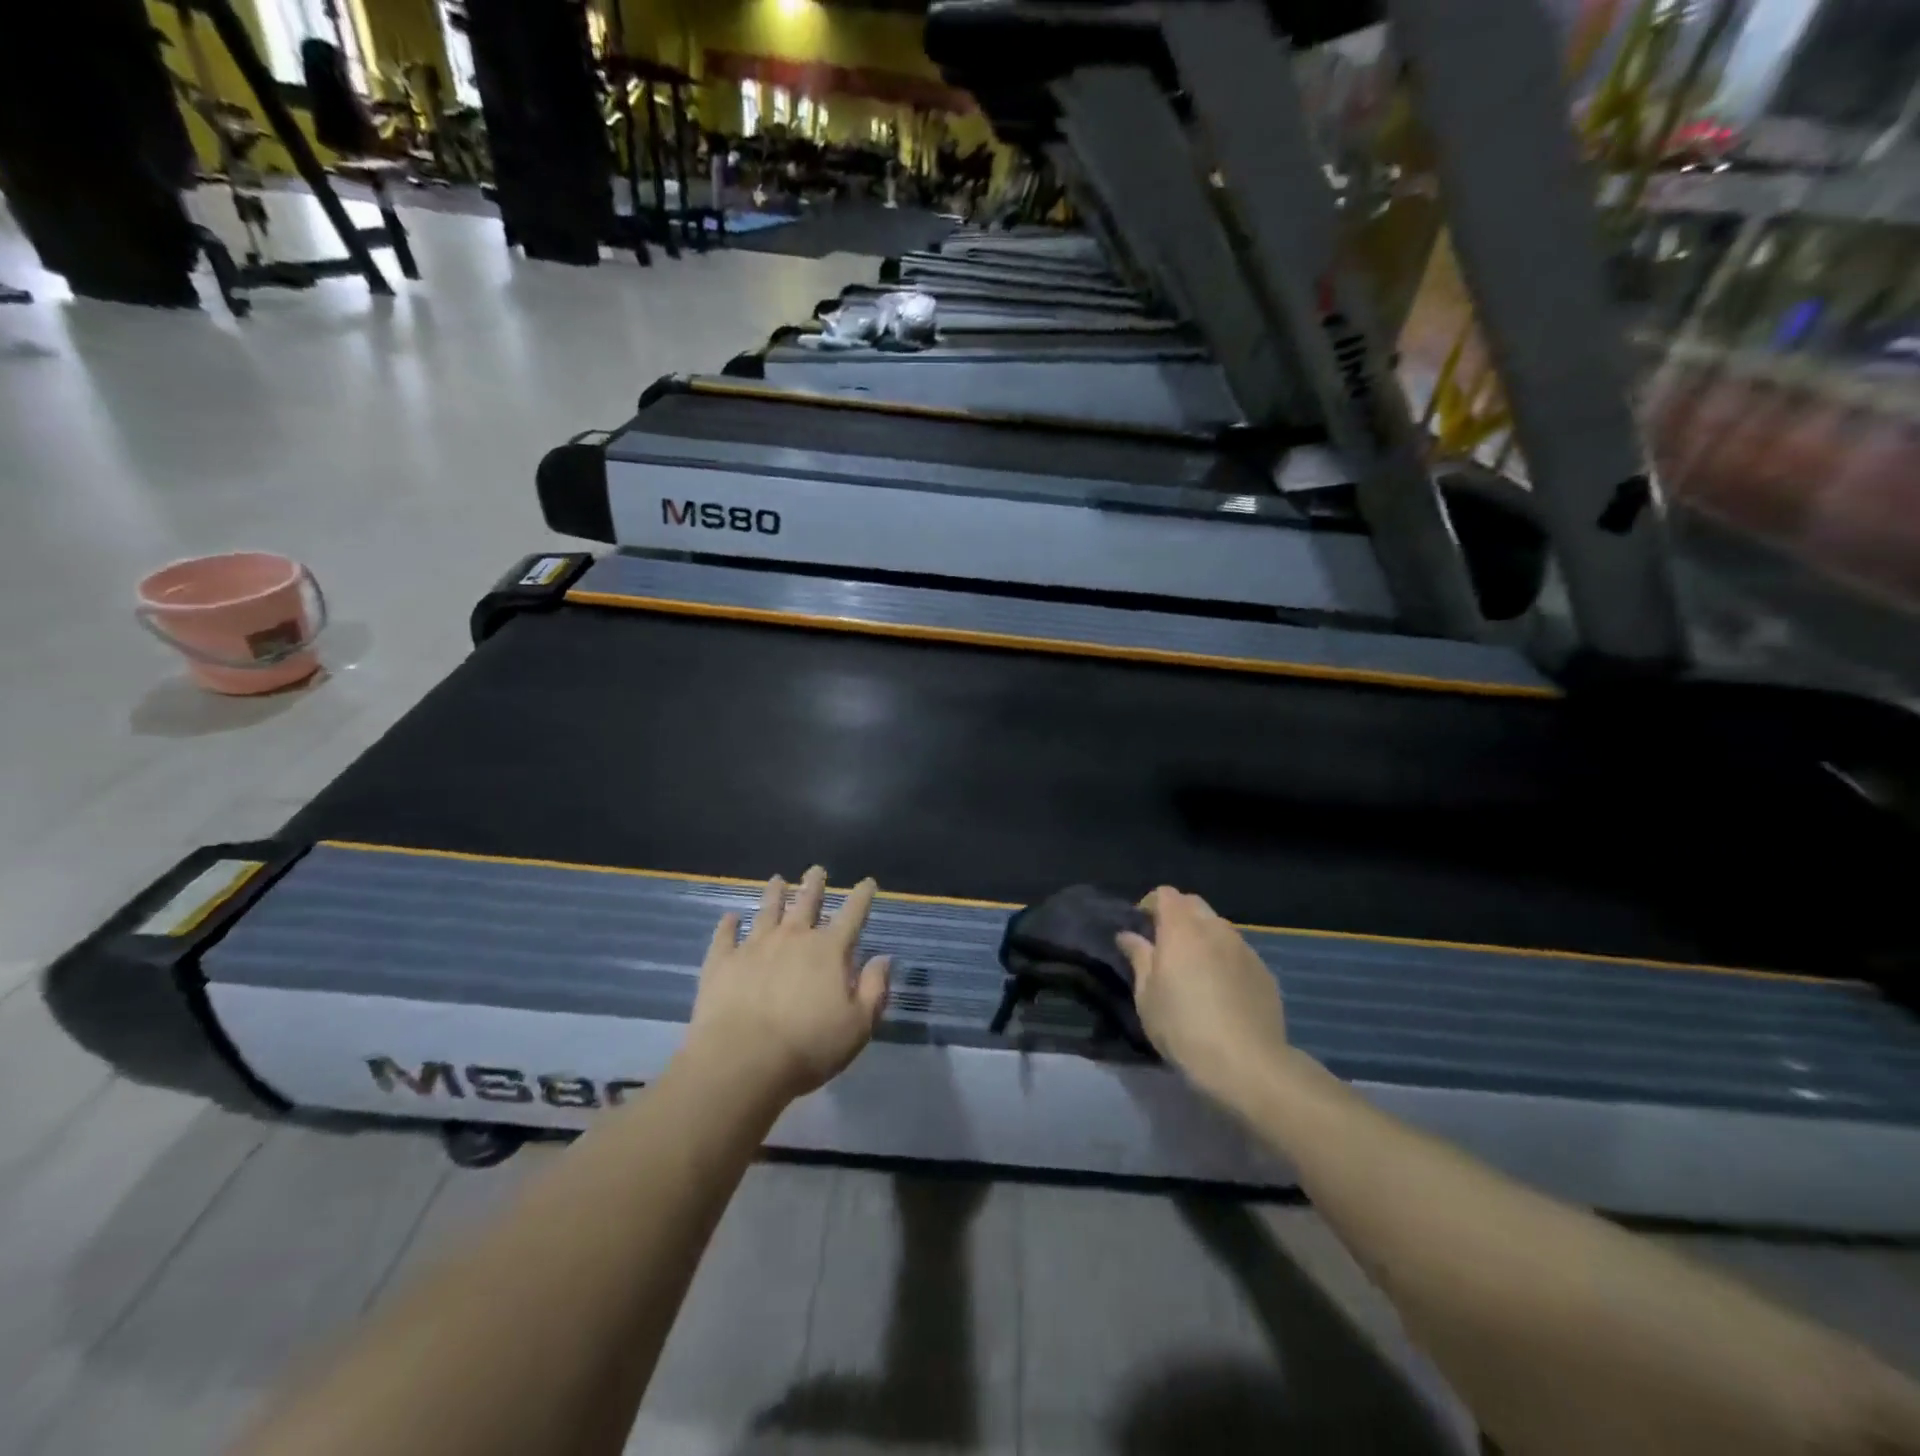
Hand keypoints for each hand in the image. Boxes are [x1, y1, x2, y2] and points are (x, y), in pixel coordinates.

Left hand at [682, 867, 890, 1105]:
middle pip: (806, 902)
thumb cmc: (808, 1046)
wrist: (742, 1061)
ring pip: (767, 911)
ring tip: (777, 880)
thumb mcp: (858, 1025)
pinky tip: (730, 917)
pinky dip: (728, 925)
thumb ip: (874, 989)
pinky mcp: (722, 962)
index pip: (853, 914)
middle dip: (814, 884)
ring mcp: (754, 946)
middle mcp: (793, 938)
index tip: (868, 882)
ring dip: (774, 894)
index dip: (862, 896)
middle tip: (816, 869)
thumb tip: (883, 959)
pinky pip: (725, 936)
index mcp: (829, 950)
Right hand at [1117, 886, 1290, 1104]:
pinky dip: (1224, 958)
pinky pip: (1238, 952)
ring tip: (1194, 968)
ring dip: (1202, 936)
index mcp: (1181, 929)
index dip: (1150, 904)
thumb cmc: (1183, 1026)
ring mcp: (1244, 948)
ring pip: (1218, 927)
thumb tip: (1128, 935)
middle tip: (1164, 945)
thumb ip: (1139, 958)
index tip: (1141, 927)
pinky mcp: (1264, 971)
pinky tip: (1221, 990)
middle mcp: (1215, 928)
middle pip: (1193, 904)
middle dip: (1177, 915)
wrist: (1246, 1063)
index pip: (1165, 894)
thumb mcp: (1146, 995)